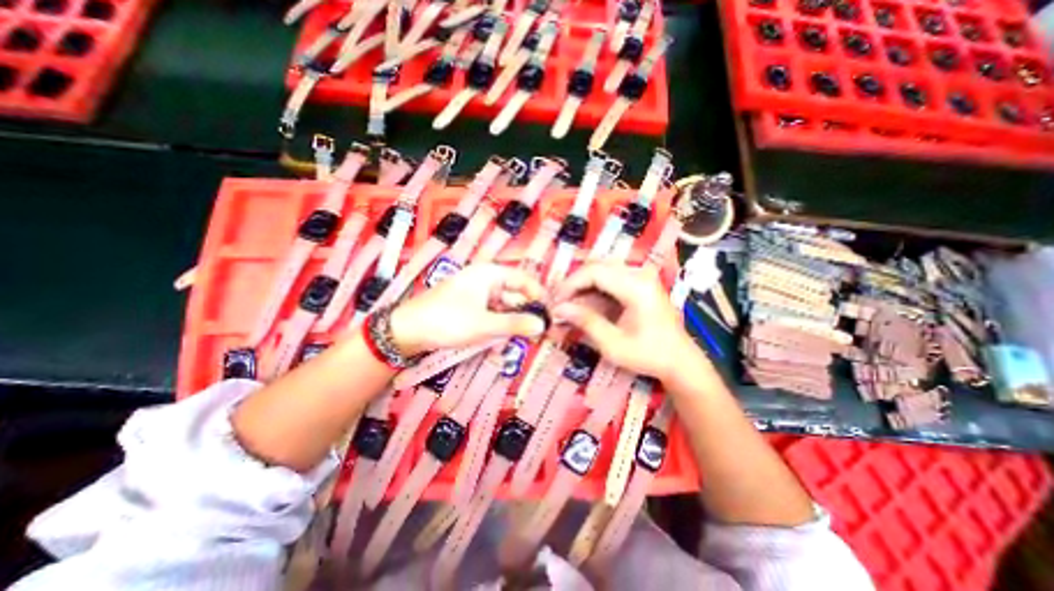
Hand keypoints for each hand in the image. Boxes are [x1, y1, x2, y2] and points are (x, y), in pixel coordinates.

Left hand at [390, 265, 546, 354]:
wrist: (407, 331)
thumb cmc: (447, 320)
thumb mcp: (484, 324)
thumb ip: (515, 324)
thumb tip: (542, 325)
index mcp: (490, 274)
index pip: (523, 280)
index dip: (538, 295)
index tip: (549, 314)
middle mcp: (486, 280)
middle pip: (515, 294)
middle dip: (525, 313)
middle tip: (537, 333)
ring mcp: (478, 294)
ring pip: (504, 307)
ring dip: (512, 322)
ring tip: (518, 339)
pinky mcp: (471, 307)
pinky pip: (493, 314)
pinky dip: (499, 325)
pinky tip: (500, 338)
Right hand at [551, 263, 697, 383]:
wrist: (680, 360)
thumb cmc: (649, 355)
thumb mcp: (613, 344)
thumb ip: (586, 322)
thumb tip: (559, 309)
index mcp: (637, 287)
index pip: (594, 272)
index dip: (570, 284)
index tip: (555, 301)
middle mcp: (640, 274)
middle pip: (597, 266)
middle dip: (574, 284)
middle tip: (558, 302)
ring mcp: (641, 276)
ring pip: (601, 270)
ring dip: (582, 286)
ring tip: (568, 304)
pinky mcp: (639, 282)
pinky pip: (610, 278)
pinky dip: (593, 290)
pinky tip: (584, 305)